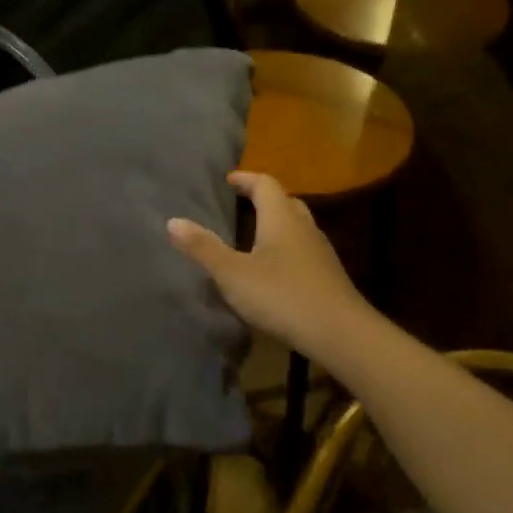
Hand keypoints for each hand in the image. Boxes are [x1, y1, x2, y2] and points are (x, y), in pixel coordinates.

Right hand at [167, 171, 369, 357]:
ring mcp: (320, 253)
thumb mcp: (232, 274)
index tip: (227, 181)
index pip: (265, 184)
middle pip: (285, 202)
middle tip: (240, 206)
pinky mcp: (327, 277)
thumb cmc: (281, 296)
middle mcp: (304, 228)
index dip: (245, 179)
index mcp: (281, 218)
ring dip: (276, 225)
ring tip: (252, 237)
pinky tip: (273, 270)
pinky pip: (303, 251)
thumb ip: (203, 248)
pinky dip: (285, 250)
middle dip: (262, 200)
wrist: (339, 333)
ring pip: (297, 227)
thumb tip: (173, 221)